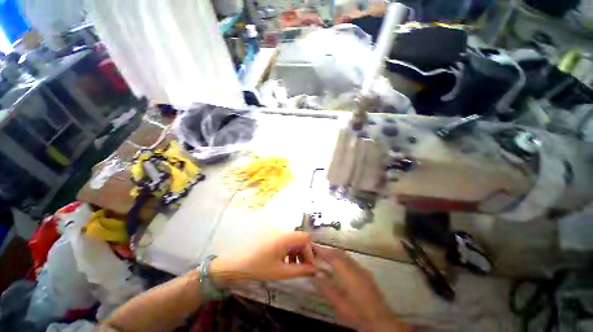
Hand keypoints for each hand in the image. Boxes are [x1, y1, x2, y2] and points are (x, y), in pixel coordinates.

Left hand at [211, 232, 315, 283]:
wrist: (238, 264)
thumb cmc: (259, 268)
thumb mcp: (281, 272)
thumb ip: (300, 270)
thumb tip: (314, 270)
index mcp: (285, 238)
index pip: (305, 238)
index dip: (310, 251)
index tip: (309, 266)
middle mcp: (283, 232)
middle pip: (300, 239)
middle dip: (305, 253)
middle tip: (304, 268)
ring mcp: (278, 234)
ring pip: (294, 240)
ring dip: (298, 252)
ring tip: (295, 267)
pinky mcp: (274, 237)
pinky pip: (287, 242)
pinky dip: (290, 251)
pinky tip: (286, 262)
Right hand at [312, 245, 405, 331]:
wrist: (380, 320)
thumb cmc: (357, 312)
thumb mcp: (338, 303)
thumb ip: (326, 288)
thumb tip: (315, 274)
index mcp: (347, 272)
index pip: (331, 256)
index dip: (321, 250)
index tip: (312, 246)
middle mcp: (354, 266)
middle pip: (339, 253)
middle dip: (327, 250)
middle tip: (316, 251)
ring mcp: (361, 269)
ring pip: (345, 255)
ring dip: (334, 254)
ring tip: (325, 256)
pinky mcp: (365, 273)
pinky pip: (350, 260)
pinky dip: (341, 259)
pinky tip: (338, 266)